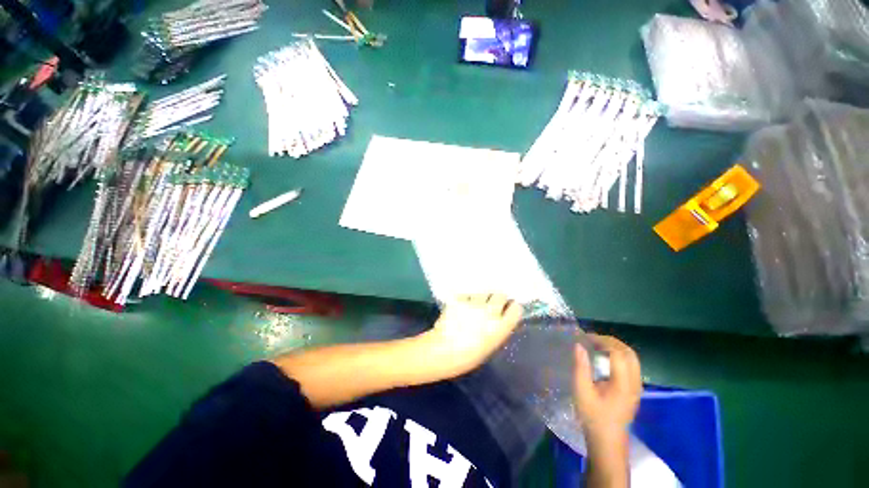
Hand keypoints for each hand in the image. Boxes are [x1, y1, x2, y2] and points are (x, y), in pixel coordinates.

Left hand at [421, 294, 522, 377]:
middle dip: (497, 298)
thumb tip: (499, 319)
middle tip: (491, 304)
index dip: (512, 307)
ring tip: (474, 304)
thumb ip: (497, 330)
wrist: (443, 351)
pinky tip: (461, 305)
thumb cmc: (468, 356)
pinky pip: (466, 295)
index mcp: (500, 327)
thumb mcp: (489, 346)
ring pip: (483, 292)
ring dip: (481, 297)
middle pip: (500, 295)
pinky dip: (465, 299)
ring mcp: (474, 303)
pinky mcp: (460, 299)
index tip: (508, 308)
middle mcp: (490, 312)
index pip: (516, 309)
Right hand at [573, 334, 641, 445]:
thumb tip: (579, 345)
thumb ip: (581, 367)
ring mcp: (637, 387)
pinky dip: (619, 355)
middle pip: (629, 353)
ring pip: (632, 358)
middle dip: (611, 341)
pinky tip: (605, 358)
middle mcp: (634, 383)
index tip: (585, 338)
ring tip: (598, 345)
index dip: (602, 341)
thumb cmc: (593, 416)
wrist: (607, 441)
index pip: (617, 353)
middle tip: (592, 339)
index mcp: (623, 383)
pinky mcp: (634, 390)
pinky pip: (631, 365)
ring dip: (616, 347)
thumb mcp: (582, 391)